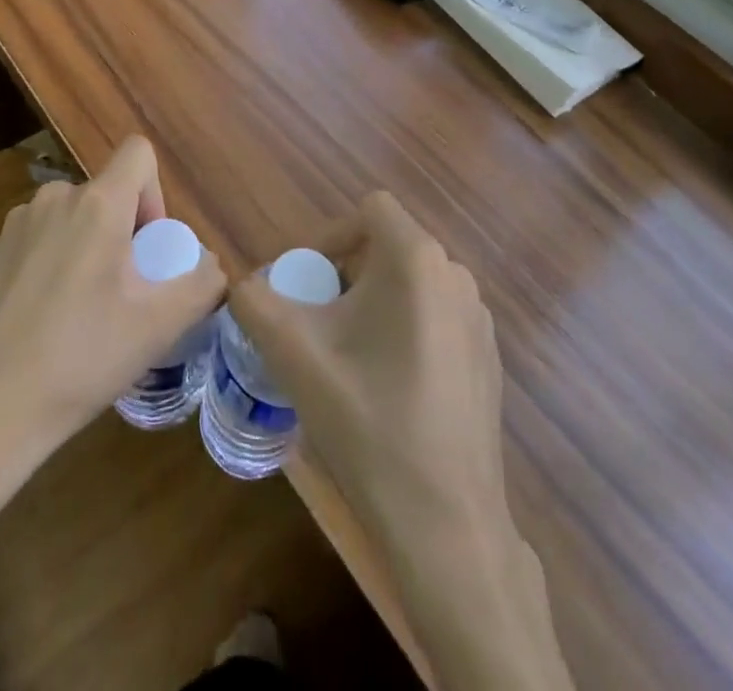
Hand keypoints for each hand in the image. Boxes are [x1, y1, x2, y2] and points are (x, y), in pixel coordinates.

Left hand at [0, 137, 225, 556]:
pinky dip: (52, 269)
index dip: (156, 192)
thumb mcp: (158, 328)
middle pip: (106, 194)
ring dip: (87, 251)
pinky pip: (38, 244)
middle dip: (123, 234)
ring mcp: (13, 227)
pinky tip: (42, 328)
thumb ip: (201, 284)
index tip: (149, 248)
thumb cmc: (77, 359)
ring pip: (71, 221)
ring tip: (82, 317)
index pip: (138, 153)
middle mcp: (53, 200)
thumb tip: (211, 266)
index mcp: (96, 204)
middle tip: (123, 296)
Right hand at [231, 193, 573, 689]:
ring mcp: (479, 319)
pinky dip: (405, 331)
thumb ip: (255, 303)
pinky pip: (436, 317)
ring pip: (412, 285)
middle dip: (346, 274)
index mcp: (417, 260)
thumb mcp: (294, 355)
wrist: (446, 523)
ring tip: (346, 357)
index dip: (330, 235)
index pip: (370, 209)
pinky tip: (387, 388)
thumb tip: (243, 285)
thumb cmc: (368, 422)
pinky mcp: (489, 358)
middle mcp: (456, 276)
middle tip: (316, 323)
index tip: (306, 283)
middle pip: (389, 247)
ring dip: (373, 304)